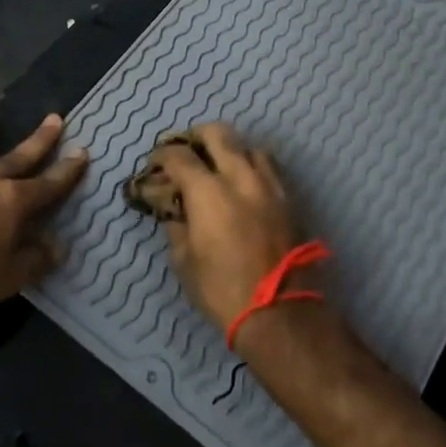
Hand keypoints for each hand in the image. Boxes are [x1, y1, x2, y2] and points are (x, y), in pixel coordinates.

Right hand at [148, 123, 301, 330]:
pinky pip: (269, 168)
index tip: (155, 164)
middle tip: (186, 151)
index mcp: (208, 192)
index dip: (162, 155)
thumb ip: (177, 226)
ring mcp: (269, 185)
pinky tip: (245, 184)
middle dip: (197, 136)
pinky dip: (252, 166)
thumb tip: (173, 211)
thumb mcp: (184, 261)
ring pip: (249, 146)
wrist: (280, 312)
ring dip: (230, 149)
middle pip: (218, 134)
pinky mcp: (289, 200)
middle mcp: (240, 177)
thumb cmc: (222, 289)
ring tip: (220, 166)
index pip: (179, 156)